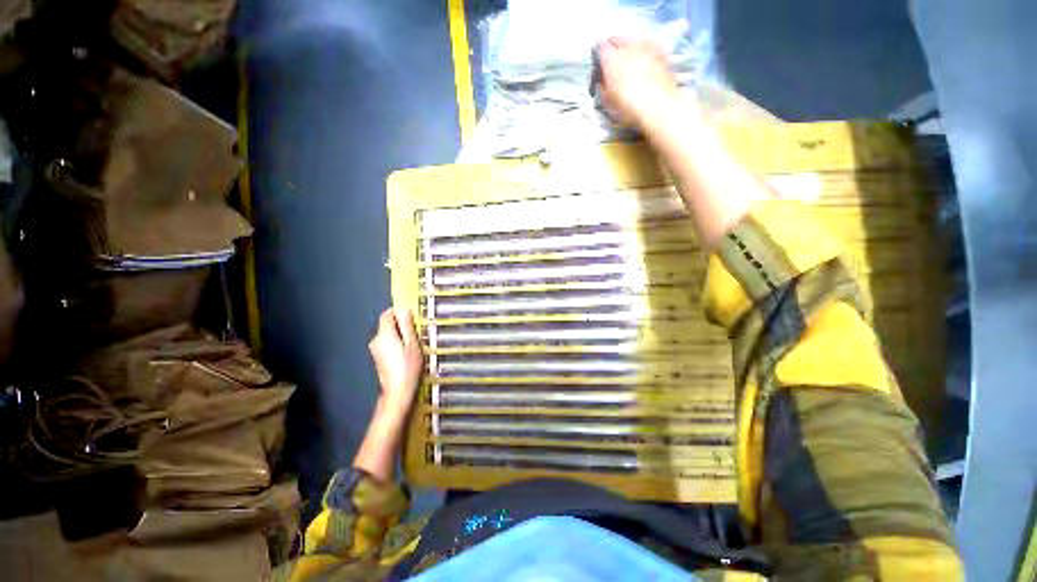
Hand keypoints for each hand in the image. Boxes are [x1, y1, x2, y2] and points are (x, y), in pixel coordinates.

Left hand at [368, 307, 423, 412]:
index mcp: (384, 334)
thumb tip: (403, 310)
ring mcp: (375, 350)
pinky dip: (396, 344)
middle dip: (401, 325)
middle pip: (387, 324)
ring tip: (414, 344)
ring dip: (400, 335)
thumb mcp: (412, 343)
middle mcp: (376, 340)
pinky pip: (387, 344)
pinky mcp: (378, 358)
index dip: (399, 312)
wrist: (398, 391)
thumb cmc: (408, 367)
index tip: (412, 318)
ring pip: (388, 334)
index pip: (387, 314)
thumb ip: (407, 325)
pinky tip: (406, 353)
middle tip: (416, 332)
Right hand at [597, 37, 680, 128]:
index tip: (600, 66)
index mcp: (611, 57)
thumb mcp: (606, 101)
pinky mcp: (661, 51)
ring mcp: (646, 45)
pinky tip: (645, 65)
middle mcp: (628, 46)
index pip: (600, 46)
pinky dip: (644, 52)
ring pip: (633, 40)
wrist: (659, 106)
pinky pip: (648, 46)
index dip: (598, 56)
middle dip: (613, 48)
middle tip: (613, 64)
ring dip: (629, 49)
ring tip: (630, 64)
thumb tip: (602, 79)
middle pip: (616, 38)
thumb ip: (601, 85)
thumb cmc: (628, 107)